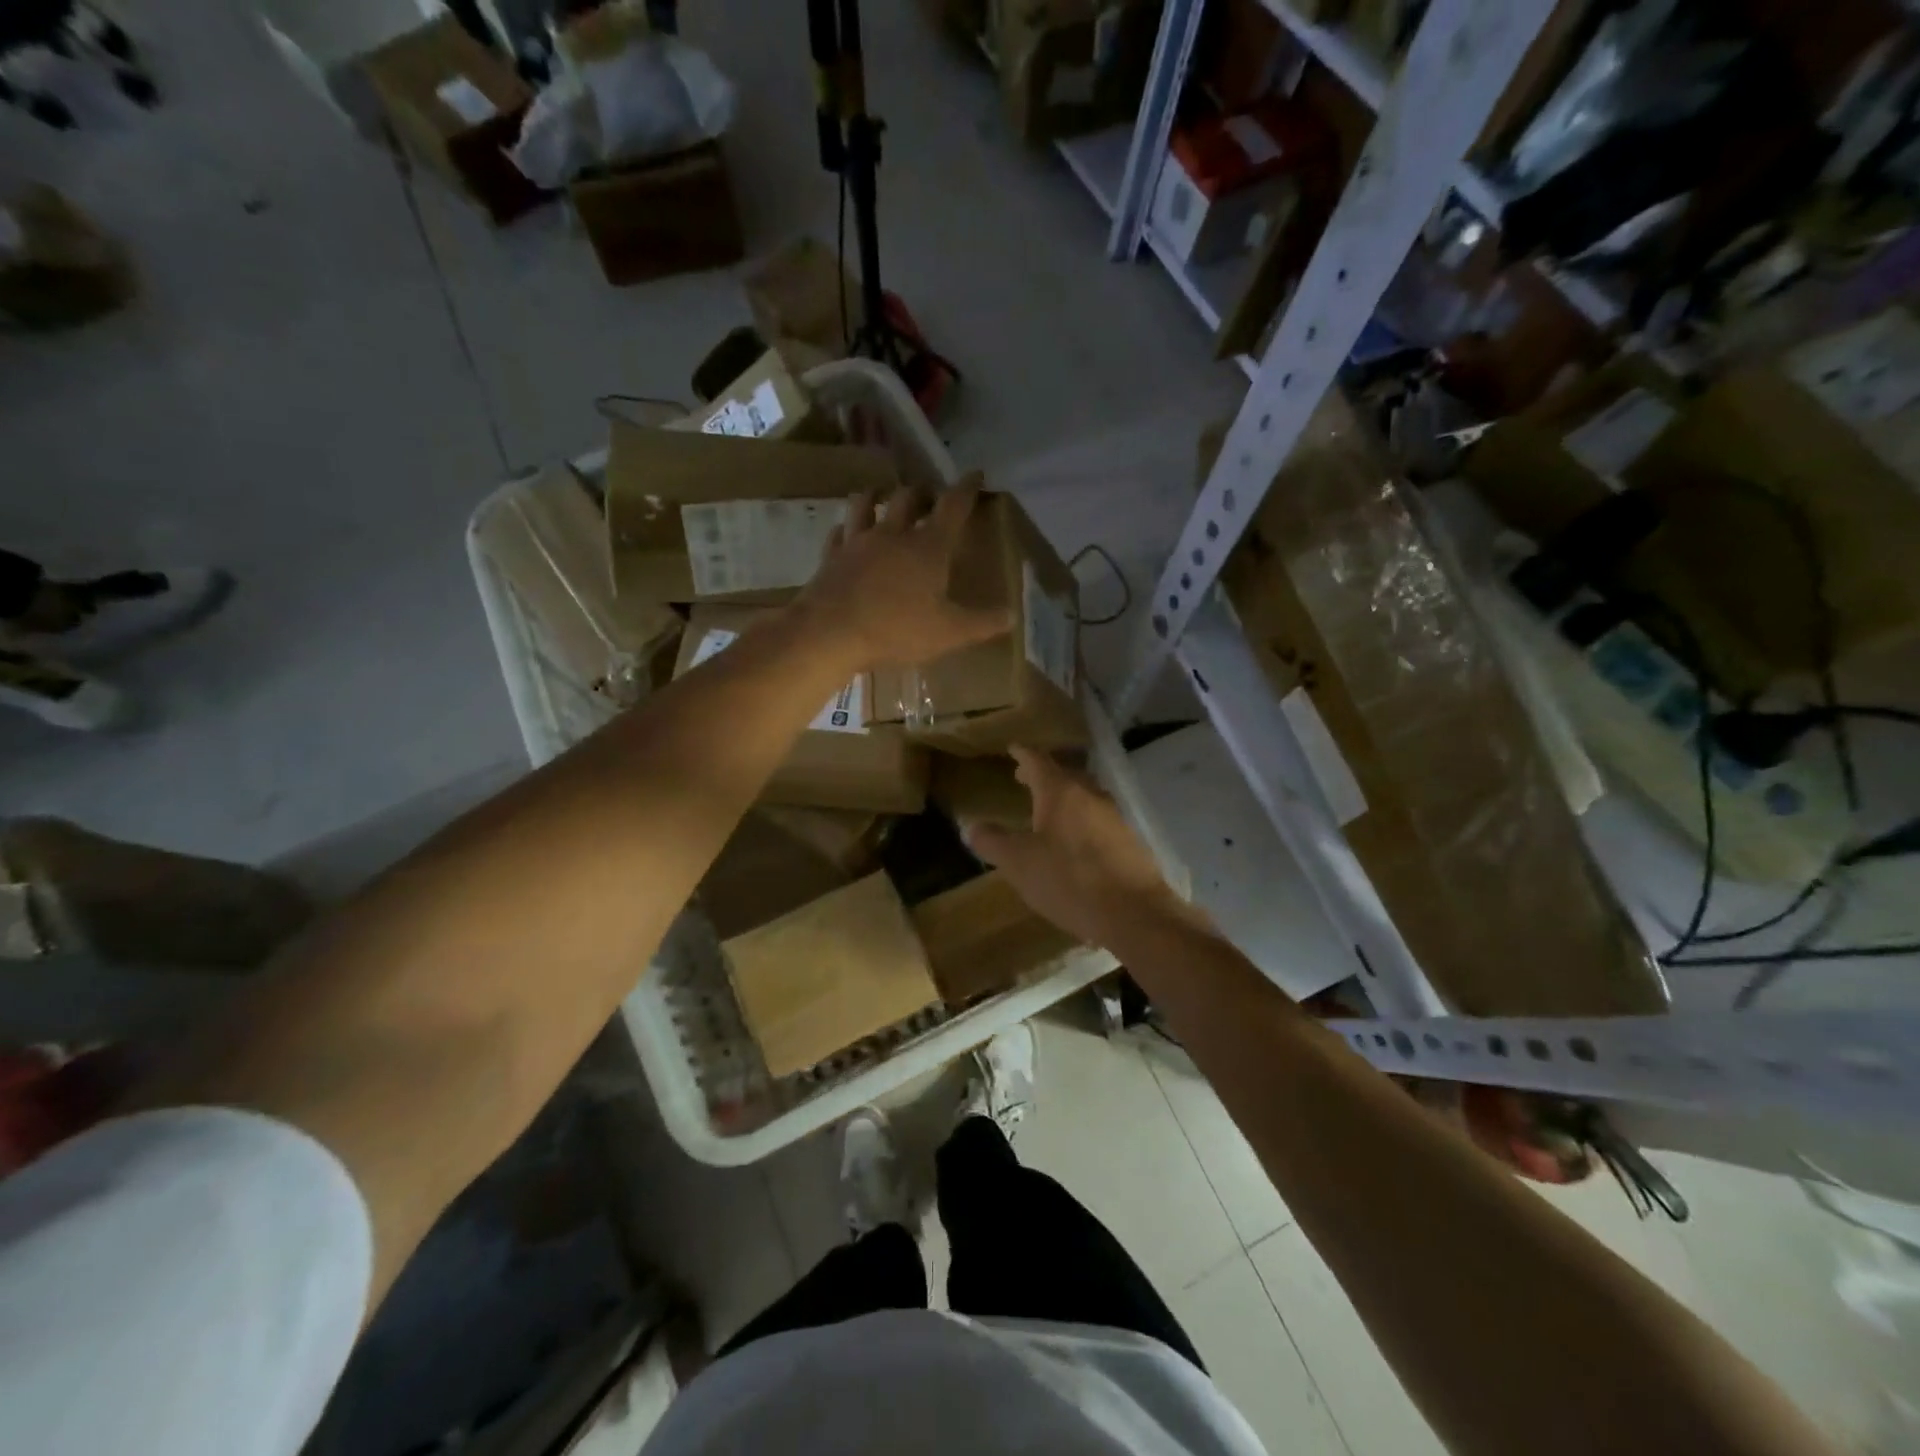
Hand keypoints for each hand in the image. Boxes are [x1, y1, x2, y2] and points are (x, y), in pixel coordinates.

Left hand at [794, 474, 1009, 670]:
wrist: (829, 633)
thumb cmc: (895, 630)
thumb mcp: (948, 633)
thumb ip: (982, 623)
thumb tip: (1012, 615)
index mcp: (928, 547)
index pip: (953, 505)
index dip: (967, 487)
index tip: (975, 474)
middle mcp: (893, 534)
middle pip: (909, 497)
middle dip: (922, 492)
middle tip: (929, 496)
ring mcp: (857, 542)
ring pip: (866, 504)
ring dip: (878, 496)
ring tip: (883, 498)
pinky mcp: (831, 557)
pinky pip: (839, 533)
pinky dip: (847, 529)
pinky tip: (846, 533)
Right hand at [960, 746, 1204, 950]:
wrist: (1134, 913)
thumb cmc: (1069, 880)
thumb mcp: (1018, 863)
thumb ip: (993, 842)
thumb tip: (971, 826)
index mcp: (1061, 792)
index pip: (1038, 761)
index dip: (1023, 754)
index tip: (1013, 747)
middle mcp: (1091, 796)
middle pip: (1065, 775)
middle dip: (1043, 775)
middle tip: (1023, 778)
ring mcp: (1114, 818)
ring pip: (1085, 797)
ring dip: (1064, 798)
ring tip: (1047, 810)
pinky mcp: (1129, 842)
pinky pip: (1098, 820)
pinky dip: (1081, 820)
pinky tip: (1075, 842)